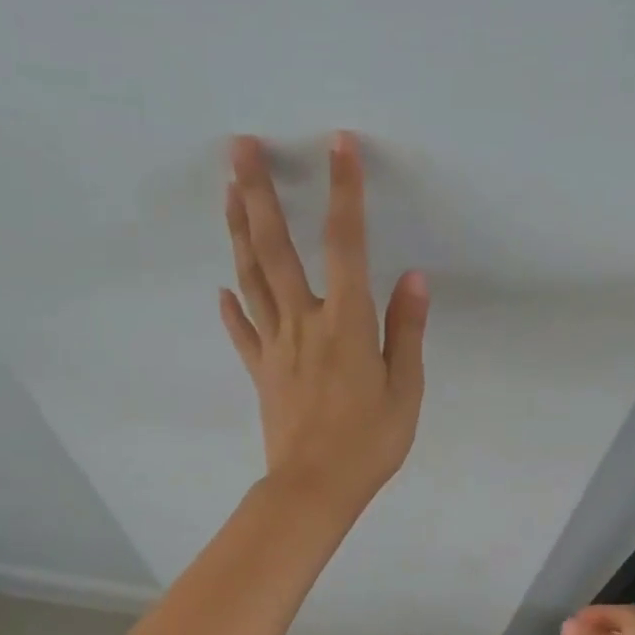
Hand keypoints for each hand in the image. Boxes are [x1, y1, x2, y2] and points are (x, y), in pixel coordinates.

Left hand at [220, 132, 429, 513]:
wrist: (314, 487)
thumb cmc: (369, 443)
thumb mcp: (405, 389)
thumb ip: (407, 330)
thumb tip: (412, 278)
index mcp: (347, 323)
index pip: (346, 244)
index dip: (343, 192)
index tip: (338, 146)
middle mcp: (304, 323)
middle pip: (276, 249)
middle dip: (259, 194)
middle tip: (239, 148)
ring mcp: (274, 346)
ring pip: (251, 279)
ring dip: (239, 232)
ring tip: (228, 192)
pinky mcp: (260, 372)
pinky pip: (242, 333)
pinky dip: (231, 308)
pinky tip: (222, 288)